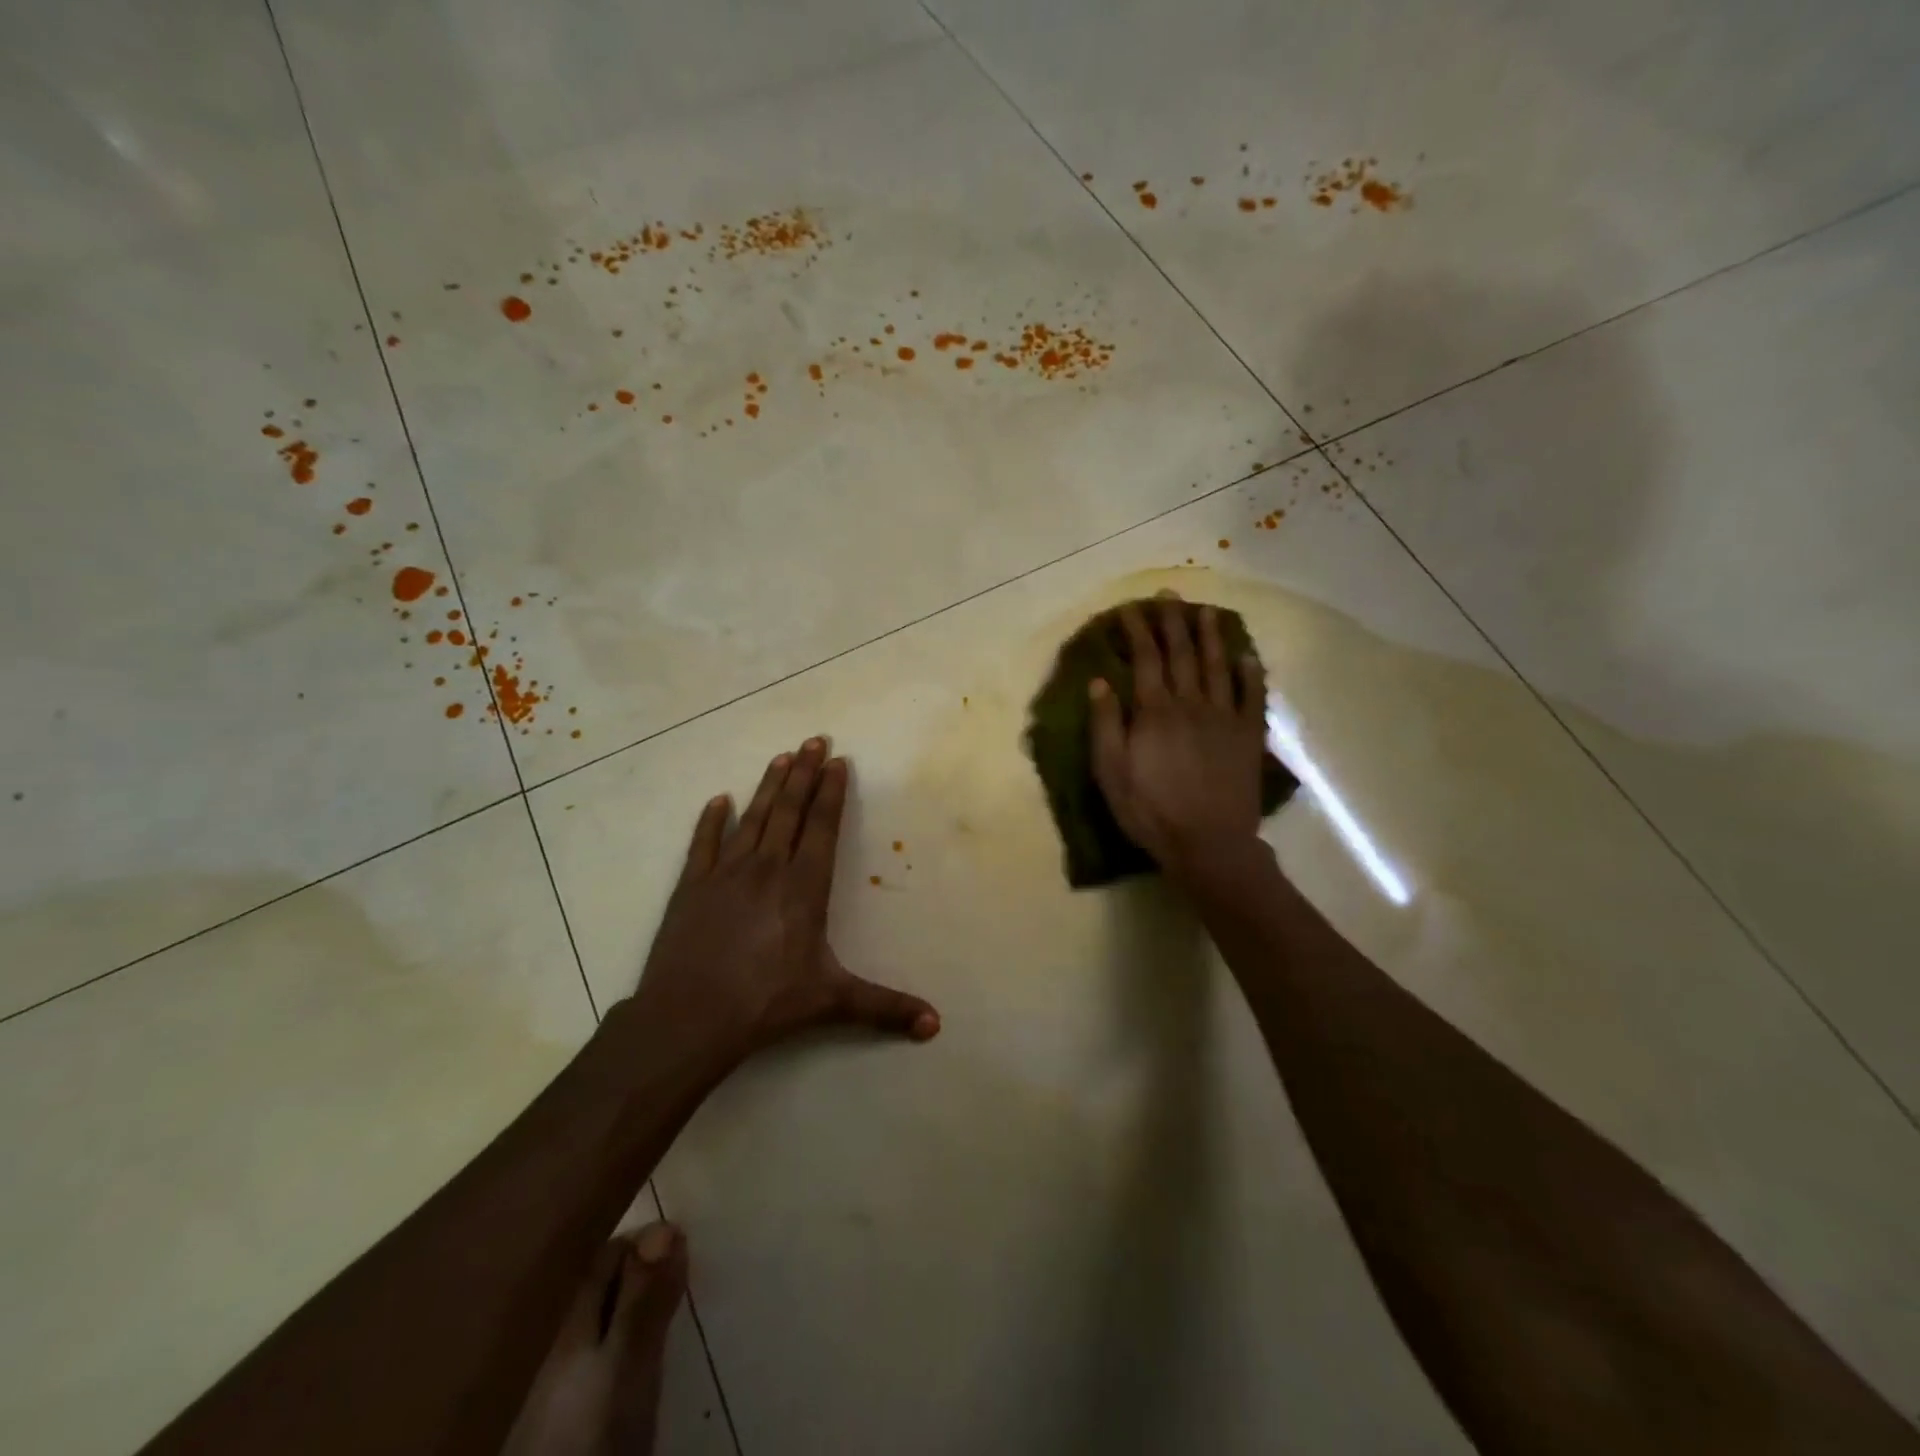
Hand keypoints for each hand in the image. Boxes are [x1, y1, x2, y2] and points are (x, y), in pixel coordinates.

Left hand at [628, 738, 939, 1061]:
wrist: (689, 1017)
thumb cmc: (766, 1003)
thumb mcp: (832, 1002)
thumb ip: (885, 1008)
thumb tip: (936, 1025)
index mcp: (803, 887)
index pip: (821, 827)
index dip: (831, 793)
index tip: (837, 761)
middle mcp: (767, 868)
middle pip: (789, 811)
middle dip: (804, 774)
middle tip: (813, 740)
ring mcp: (725, 874)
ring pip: (752, 819)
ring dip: (768, 787)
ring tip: (781, 757)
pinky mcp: (692, 887)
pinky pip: (703, 844)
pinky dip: (710, 821)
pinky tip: (718, 800)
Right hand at [1089, 598, 1267, 878]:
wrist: (1208, 844)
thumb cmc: (1150, 810)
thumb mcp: (1111, 772)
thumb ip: (1106, 724)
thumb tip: (1100, 682)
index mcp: (1155, 712)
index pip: (1145, 659)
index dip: (1138, 631)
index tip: (1131, 608)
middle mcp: (1190, 704)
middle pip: (1182, 654)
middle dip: (1173, 622)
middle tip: (1169, 596)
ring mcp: (1224, 718)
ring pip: (1217, 666)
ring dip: (1210, 637)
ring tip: (1206, 612)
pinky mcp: (1247, 736)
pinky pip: (1252, 696)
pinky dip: (1250, 674)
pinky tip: (1247, 657)